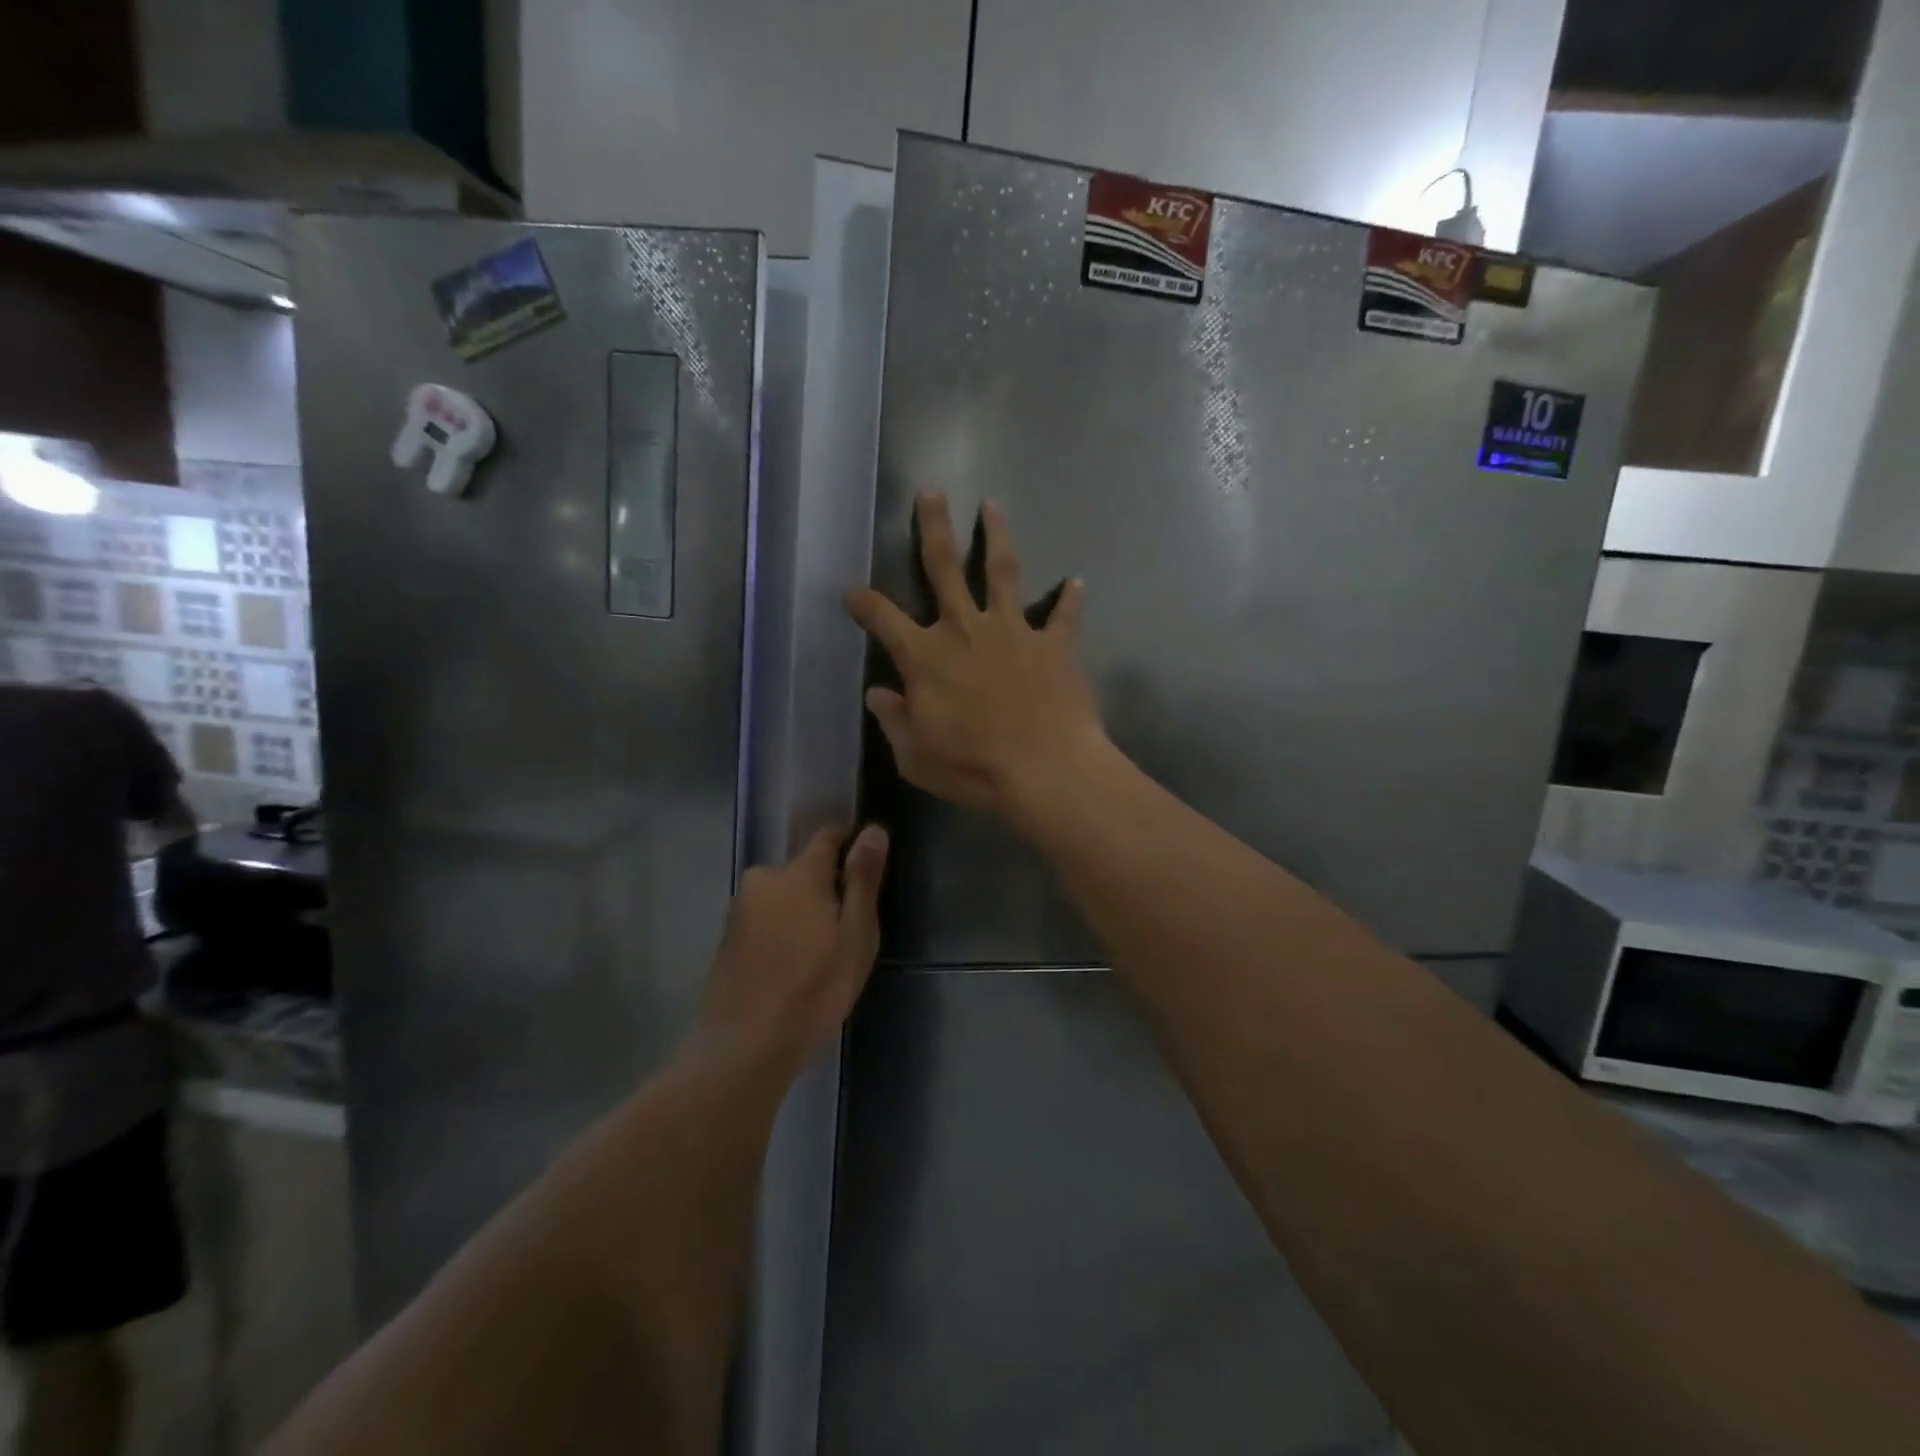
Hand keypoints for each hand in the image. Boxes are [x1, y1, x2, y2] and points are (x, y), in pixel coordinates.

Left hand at [699, 824, 887, 1072]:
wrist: (745, 1047)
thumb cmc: (815, 989)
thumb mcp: (856, 935)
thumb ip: (863, 879)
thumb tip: (873, 830)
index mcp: (799, 873)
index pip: (828, 836)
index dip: (850, 848)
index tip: (865, 878)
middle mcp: (764, 879)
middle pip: (804, 870)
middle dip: (825, 889)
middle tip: (843, 934)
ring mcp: (740, 909)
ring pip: (782, 896)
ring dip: (801, 913)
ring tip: (817, 958)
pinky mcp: (726, 937)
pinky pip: (764, 919)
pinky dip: (780, 932)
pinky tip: (789, 969)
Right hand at [845, 492, 1107, 820]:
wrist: (1044, 770)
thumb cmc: (972, 768)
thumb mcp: (915, 756)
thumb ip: (894, 720)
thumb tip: (877, 694)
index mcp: (925, 656)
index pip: (883, 619)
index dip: (863, 603)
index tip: (852, 592)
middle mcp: (965, 629)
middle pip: (944, 566)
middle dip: (934, 526)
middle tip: (931, 492)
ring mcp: (1013, 631)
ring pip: (1002, 571)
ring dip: (996, 536)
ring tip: (992, 505)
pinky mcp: (1054, 644)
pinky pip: (1063, 616)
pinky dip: (1070, 599)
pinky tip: (1077, 581)